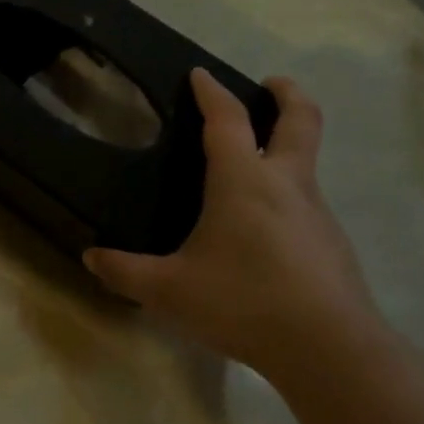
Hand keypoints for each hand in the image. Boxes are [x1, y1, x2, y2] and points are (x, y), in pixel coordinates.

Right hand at [84, 69, 384, 376]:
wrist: (329, 349)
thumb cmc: (242, 302)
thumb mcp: (169, 291)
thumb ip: (126, 272)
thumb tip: (90, 258)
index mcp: (243, 181)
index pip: (227, 119)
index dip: (212, 91)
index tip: (200, 73)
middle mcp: (285, 184)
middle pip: (300, 120)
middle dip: (287, 94)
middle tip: (271, 84)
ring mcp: (317, 213)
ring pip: (307, 163)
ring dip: (288, 147)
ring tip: (255, 167)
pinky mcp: (333, 244)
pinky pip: (309, 204)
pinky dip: (289, 195)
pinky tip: (267, 231)